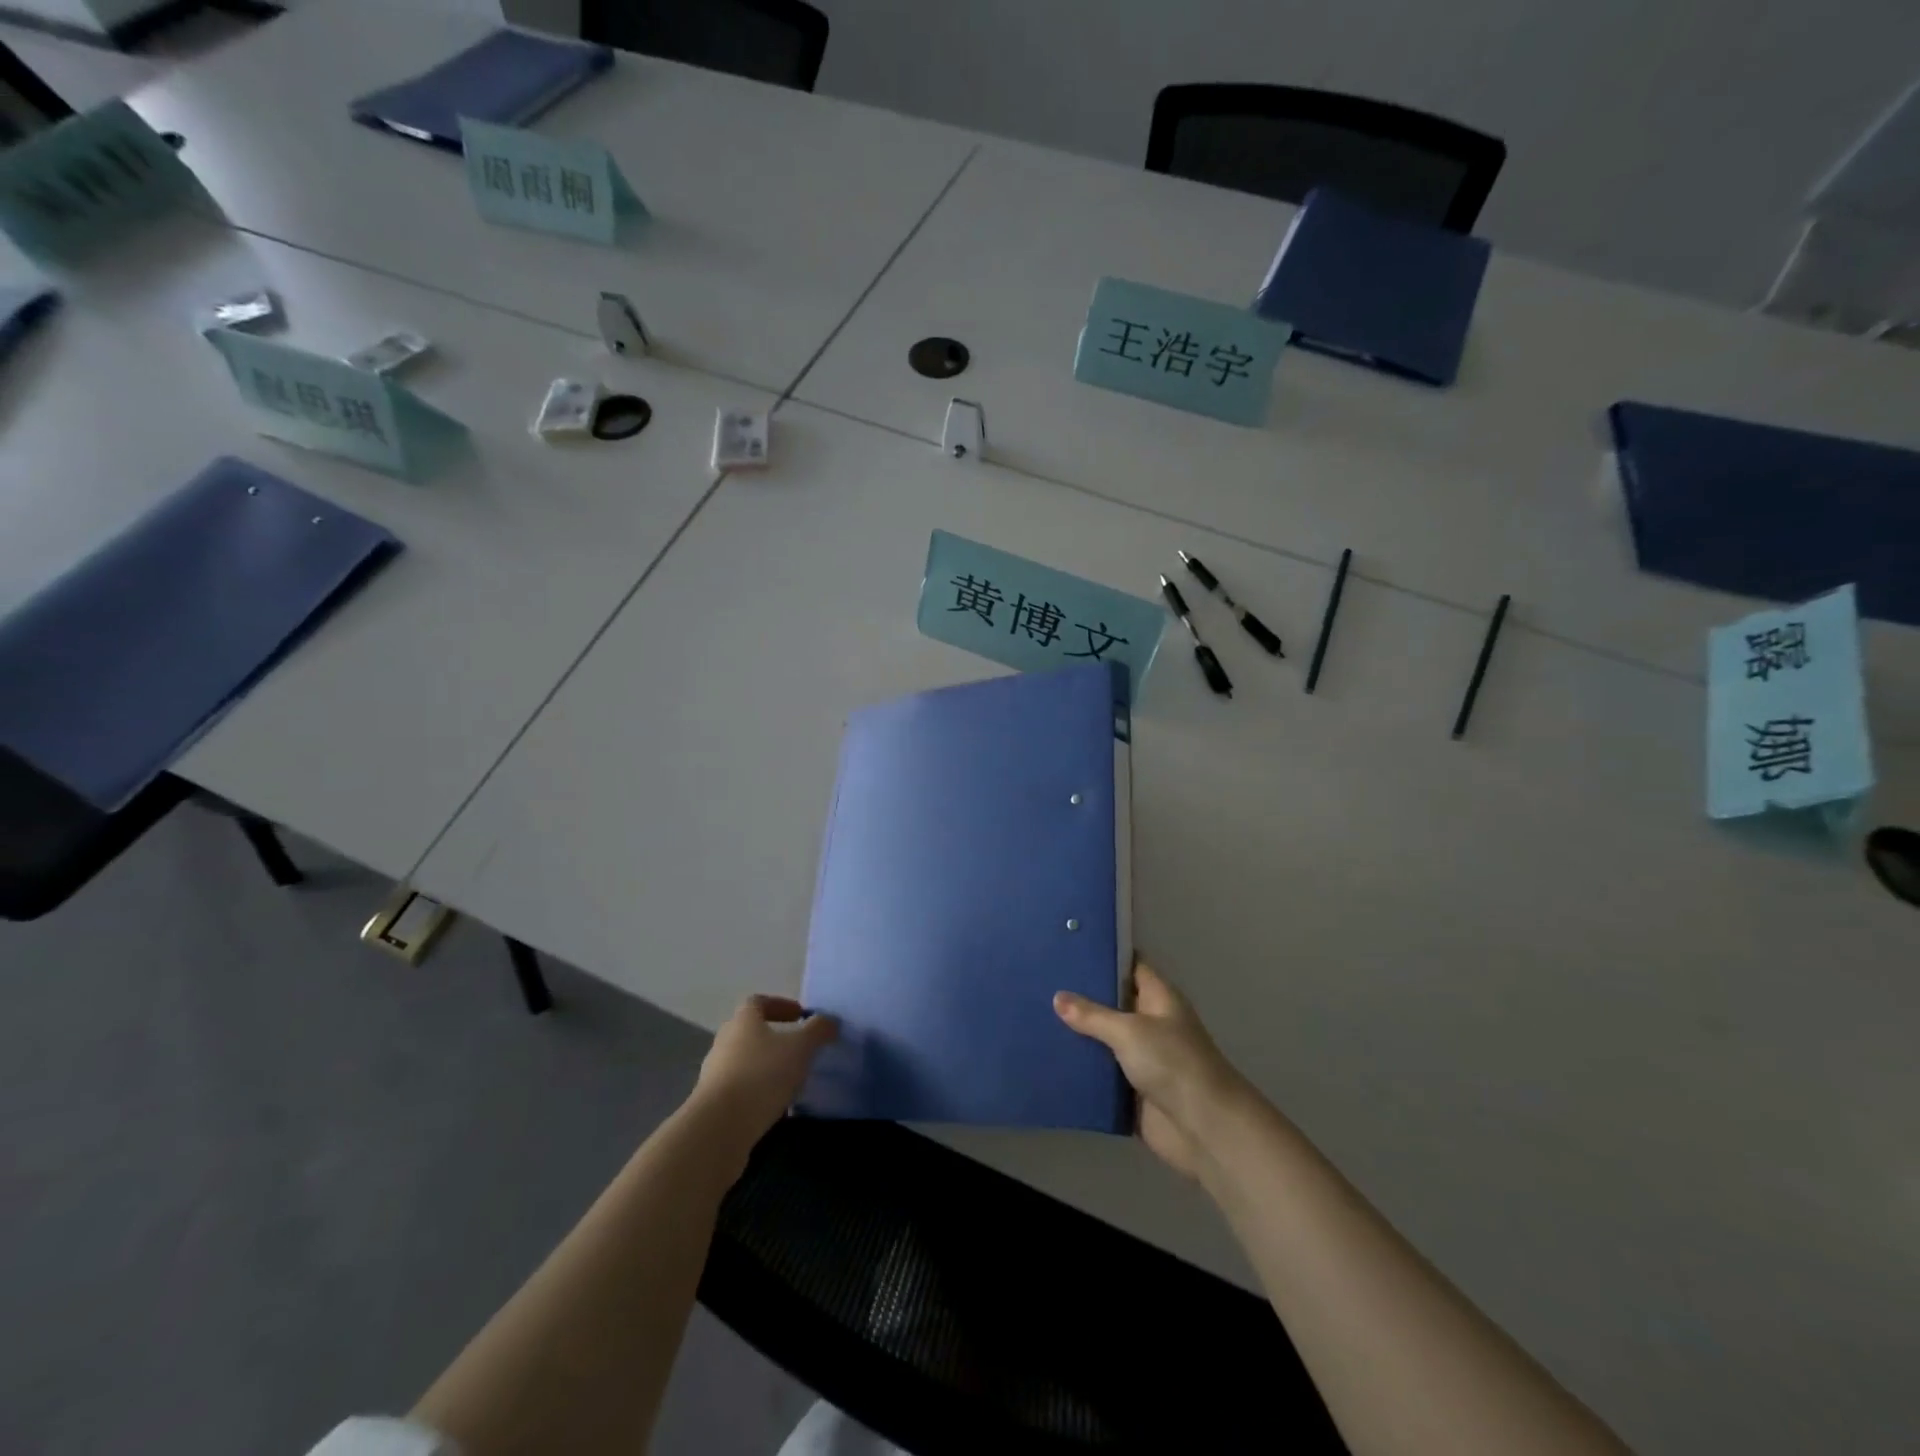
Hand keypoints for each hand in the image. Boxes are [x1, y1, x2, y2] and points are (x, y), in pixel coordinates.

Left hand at [692, 995, 837, 1144]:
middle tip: (798, 1048)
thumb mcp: (800, 1048)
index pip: (758, 1001)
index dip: (780, 1005)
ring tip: (790, 1080)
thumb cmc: (762, 1075)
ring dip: (765, 1066)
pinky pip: (739, 1089)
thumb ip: (818, 1031)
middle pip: (749, 1031)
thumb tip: (830, 1021)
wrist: (719, 1128)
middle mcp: (724, 1042)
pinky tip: (774, 1105)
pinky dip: (756, 1091)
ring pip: (744, 1061)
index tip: (801, 1016)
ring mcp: (714, 1074)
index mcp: (743, 1021)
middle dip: (773, 1036)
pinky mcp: (712, 1104)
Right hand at [1055, 961, 1247, 1177]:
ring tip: (1035, 1015)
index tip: (1070, 945)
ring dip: (1077, 1034)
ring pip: (1103, 1039)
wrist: (1204, 1129)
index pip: (1129, 964)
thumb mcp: (1129, 1031)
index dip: (1104, 955)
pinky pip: (1100, 1073)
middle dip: (1081, 995)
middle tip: (1041, 979)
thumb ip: (1092, 1015)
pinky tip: (1048, 1058)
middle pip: (1112, 1002)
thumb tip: (1057, 996)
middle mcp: (1150, 1023)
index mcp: (1158, 998)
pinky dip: (1080, 1068)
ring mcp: (1141, 1057)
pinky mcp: (1131, 1090)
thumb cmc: (1172, 1064)